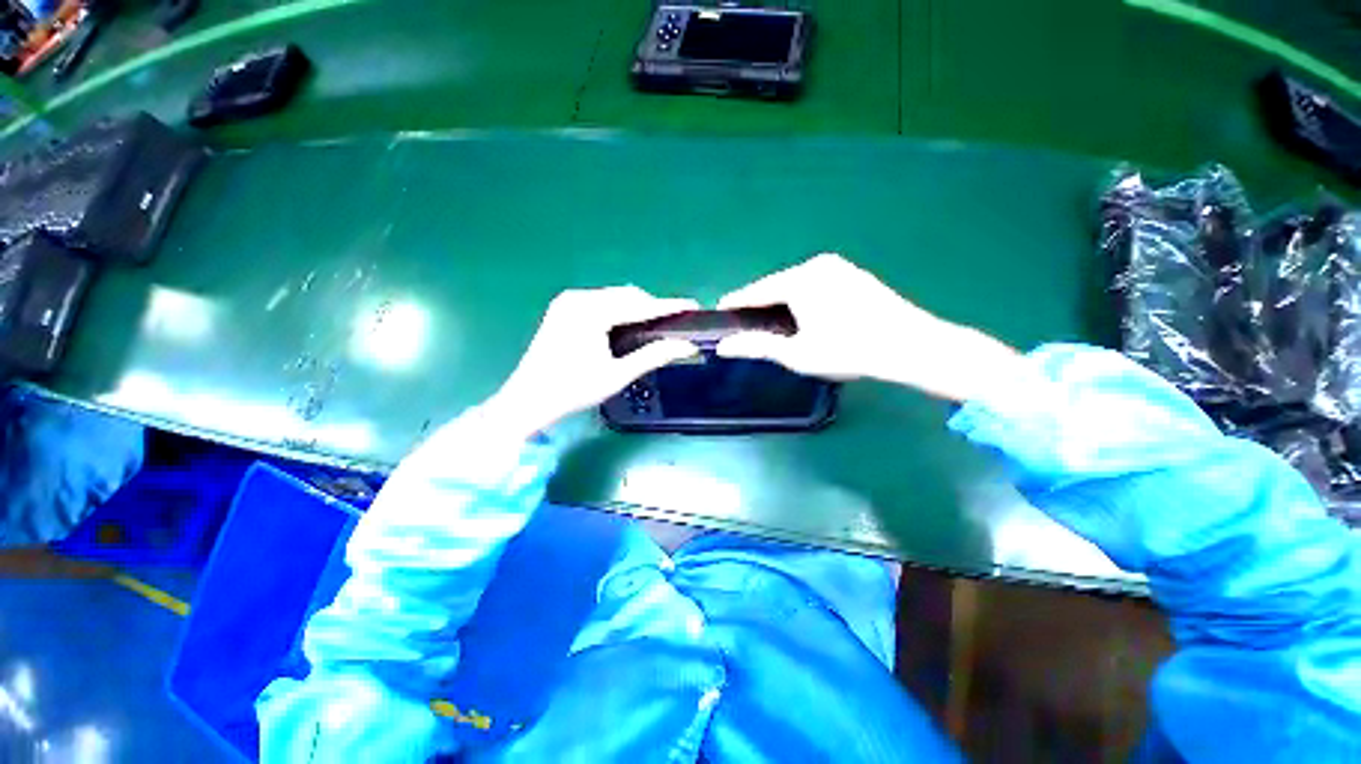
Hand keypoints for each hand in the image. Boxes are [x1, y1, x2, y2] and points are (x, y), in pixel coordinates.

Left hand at [485, 286, 698, 436]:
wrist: (528, 399)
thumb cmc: (573, 390)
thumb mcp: (617, 375)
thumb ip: (653, 356)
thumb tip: (686, 346)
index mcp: (590, 312)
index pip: (639, 305)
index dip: (668, 306)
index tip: (692, 306)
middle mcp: (578, 298)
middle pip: (626, 296)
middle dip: (651, 308)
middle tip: (672, 324)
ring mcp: (568, 301)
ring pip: (614, 298)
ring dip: (635, 309)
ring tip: (654, 327)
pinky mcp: (563, 308)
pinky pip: (600, 303)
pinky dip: (618, 312)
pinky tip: (627, 326)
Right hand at [716, 254, 1019, 401]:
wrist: (910, 346)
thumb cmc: (848, 351)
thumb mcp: (797, 353)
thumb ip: (757, 346)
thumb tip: (724, 346)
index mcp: (800, 279)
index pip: (756, 291)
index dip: (735, 303)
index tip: (719, 313)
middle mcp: (817, 265)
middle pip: (776, 285)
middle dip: (759, 305)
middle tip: (746, 326)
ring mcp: (838, 267)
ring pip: (796, 284)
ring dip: (781, 303)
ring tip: (772, 325)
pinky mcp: (852, 274)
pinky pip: (815, 284)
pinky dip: (802, 299)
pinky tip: (803, 317)